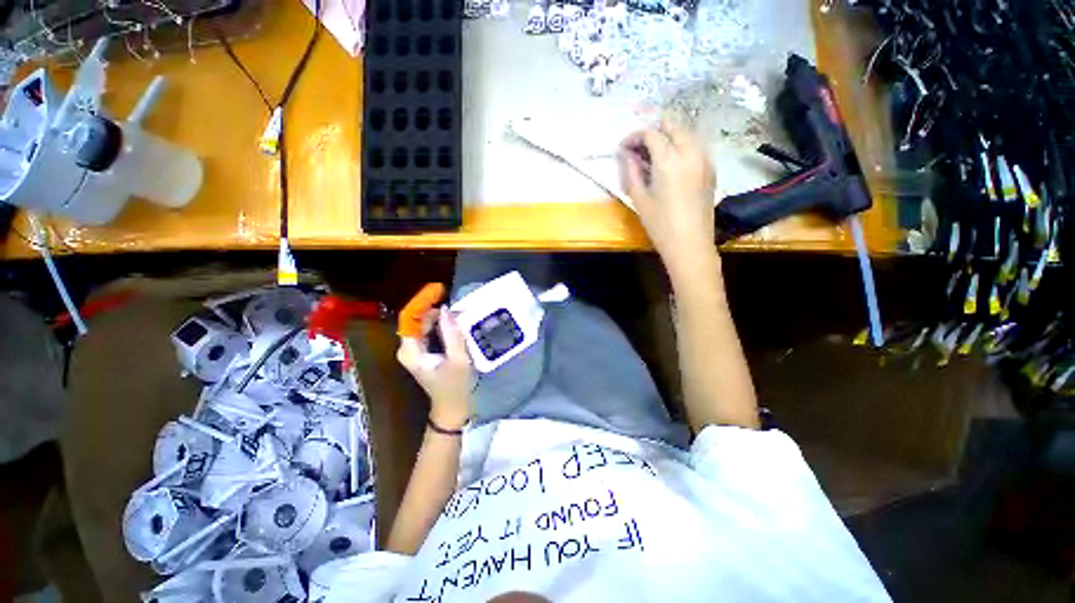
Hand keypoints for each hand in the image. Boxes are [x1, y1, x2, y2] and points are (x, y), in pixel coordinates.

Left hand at [397, 308, 473, 428]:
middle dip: (433, 307)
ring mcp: (414, 350)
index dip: (423, 301)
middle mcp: (408, 348)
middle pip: (416, 319)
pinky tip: (454, 321)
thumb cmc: (455, 386)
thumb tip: (446, 309)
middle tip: (456, 303)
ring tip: (458, 311)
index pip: (410, 318)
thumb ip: (452, 334)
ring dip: (438, 315)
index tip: (440, 290)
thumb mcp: (458, 360)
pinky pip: (428, 331)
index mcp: (410, 351)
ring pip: (423, 324)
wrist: (451, 408)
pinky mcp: (422, 352)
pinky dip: (439, 324)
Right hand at [619, 119, 719, 278]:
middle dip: (653, 131)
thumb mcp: (640, 198)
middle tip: (638, 148)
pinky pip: (695, 145)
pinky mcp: (711, 168)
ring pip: (686, 133)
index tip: (623, 148)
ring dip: (668, 136)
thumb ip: (631, 171)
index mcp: (669, 160)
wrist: (690, 244)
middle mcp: (690, 151)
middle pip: (672, 125)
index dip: (634, 136)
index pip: (650, 133)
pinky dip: (681, 146)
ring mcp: (704, 158)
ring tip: (653, 155)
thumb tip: (625, 154)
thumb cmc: (660, 225)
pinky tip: (671, 163)